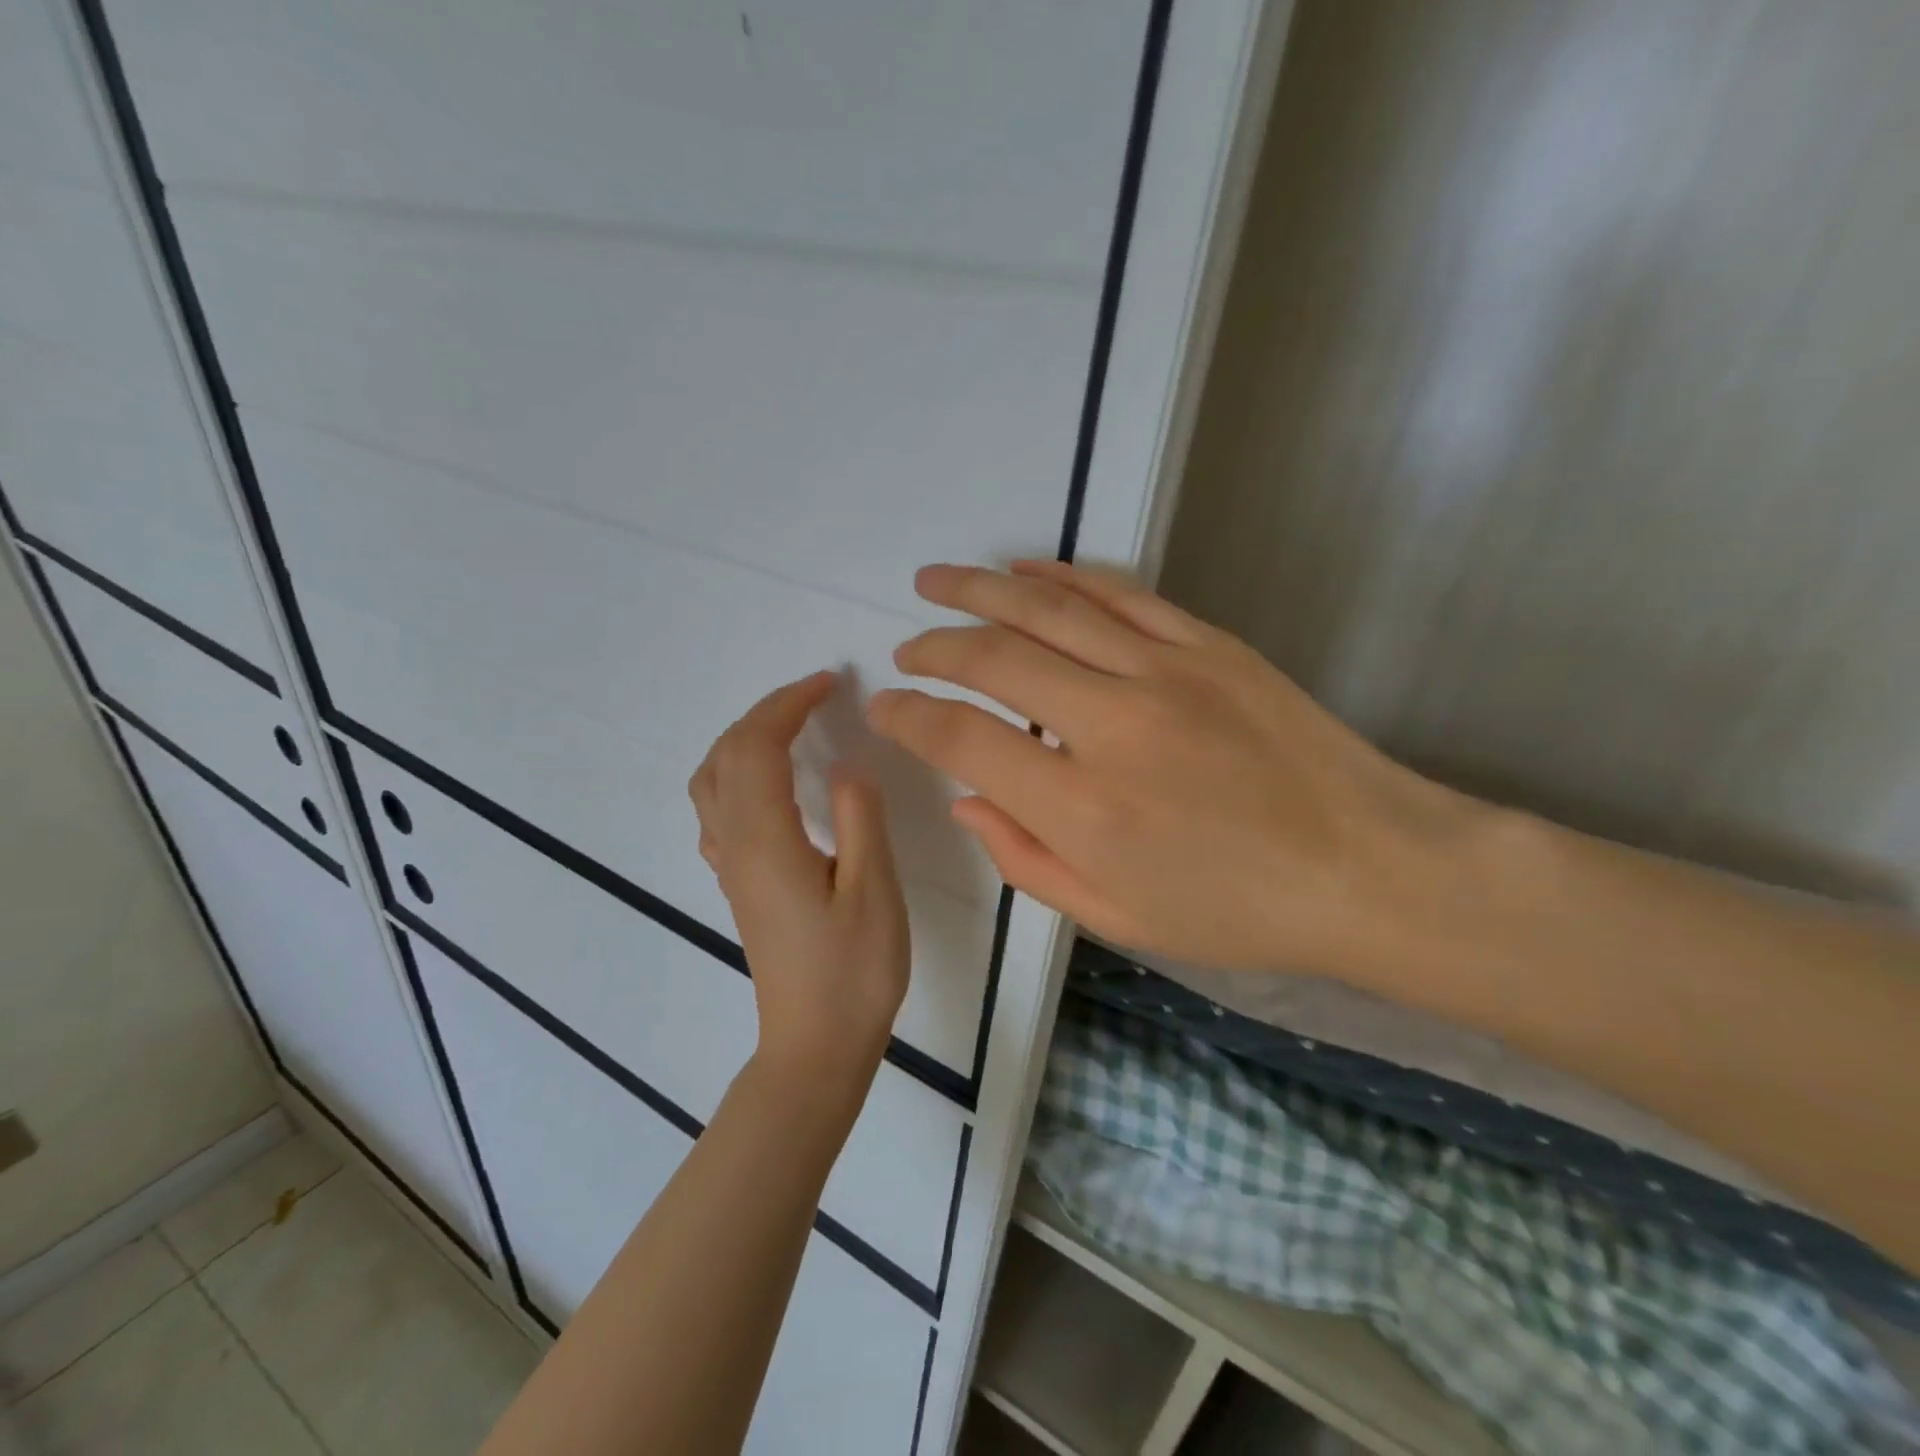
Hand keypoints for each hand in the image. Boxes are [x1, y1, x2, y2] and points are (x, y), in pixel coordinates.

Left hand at [689, 671, 909, 1095]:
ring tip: (787, 726)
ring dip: (743, 738)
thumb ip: (859, 818)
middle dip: (767, 711)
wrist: (815, 1046)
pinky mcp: (737, 884)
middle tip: (815, 694)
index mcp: (767, 838)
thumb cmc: (854, 972)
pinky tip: (766, 784)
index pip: (760, 745)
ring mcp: (730, 865)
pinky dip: (734, 773)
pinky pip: (716, 809)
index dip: (790, 704)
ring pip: (711, 779)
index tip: (829, 682)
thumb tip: (846, 764)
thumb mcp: (874, 891)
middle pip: (728, 753)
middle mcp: (736, 843)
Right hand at [867, 561, 1470, 978]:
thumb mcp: (1117, 916)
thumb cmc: (1237, 911)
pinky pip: (1119, 594)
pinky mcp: (1208, 645)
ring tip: (936, 579)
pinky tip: (1024, 570)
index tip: (885, 707)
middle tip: (907, 646)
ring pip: (1048, 610)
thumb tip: (966, 799)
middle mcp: (1112, 726)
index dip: (910, 718)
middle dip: (935, 647)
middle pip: (994, 660)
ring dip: (980, 590)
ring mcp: (1165, 673)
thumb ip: (1026, 859)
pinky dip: (1062, 577)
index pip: (963, 741)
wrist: (1369, 868)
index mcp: (1083, 809)